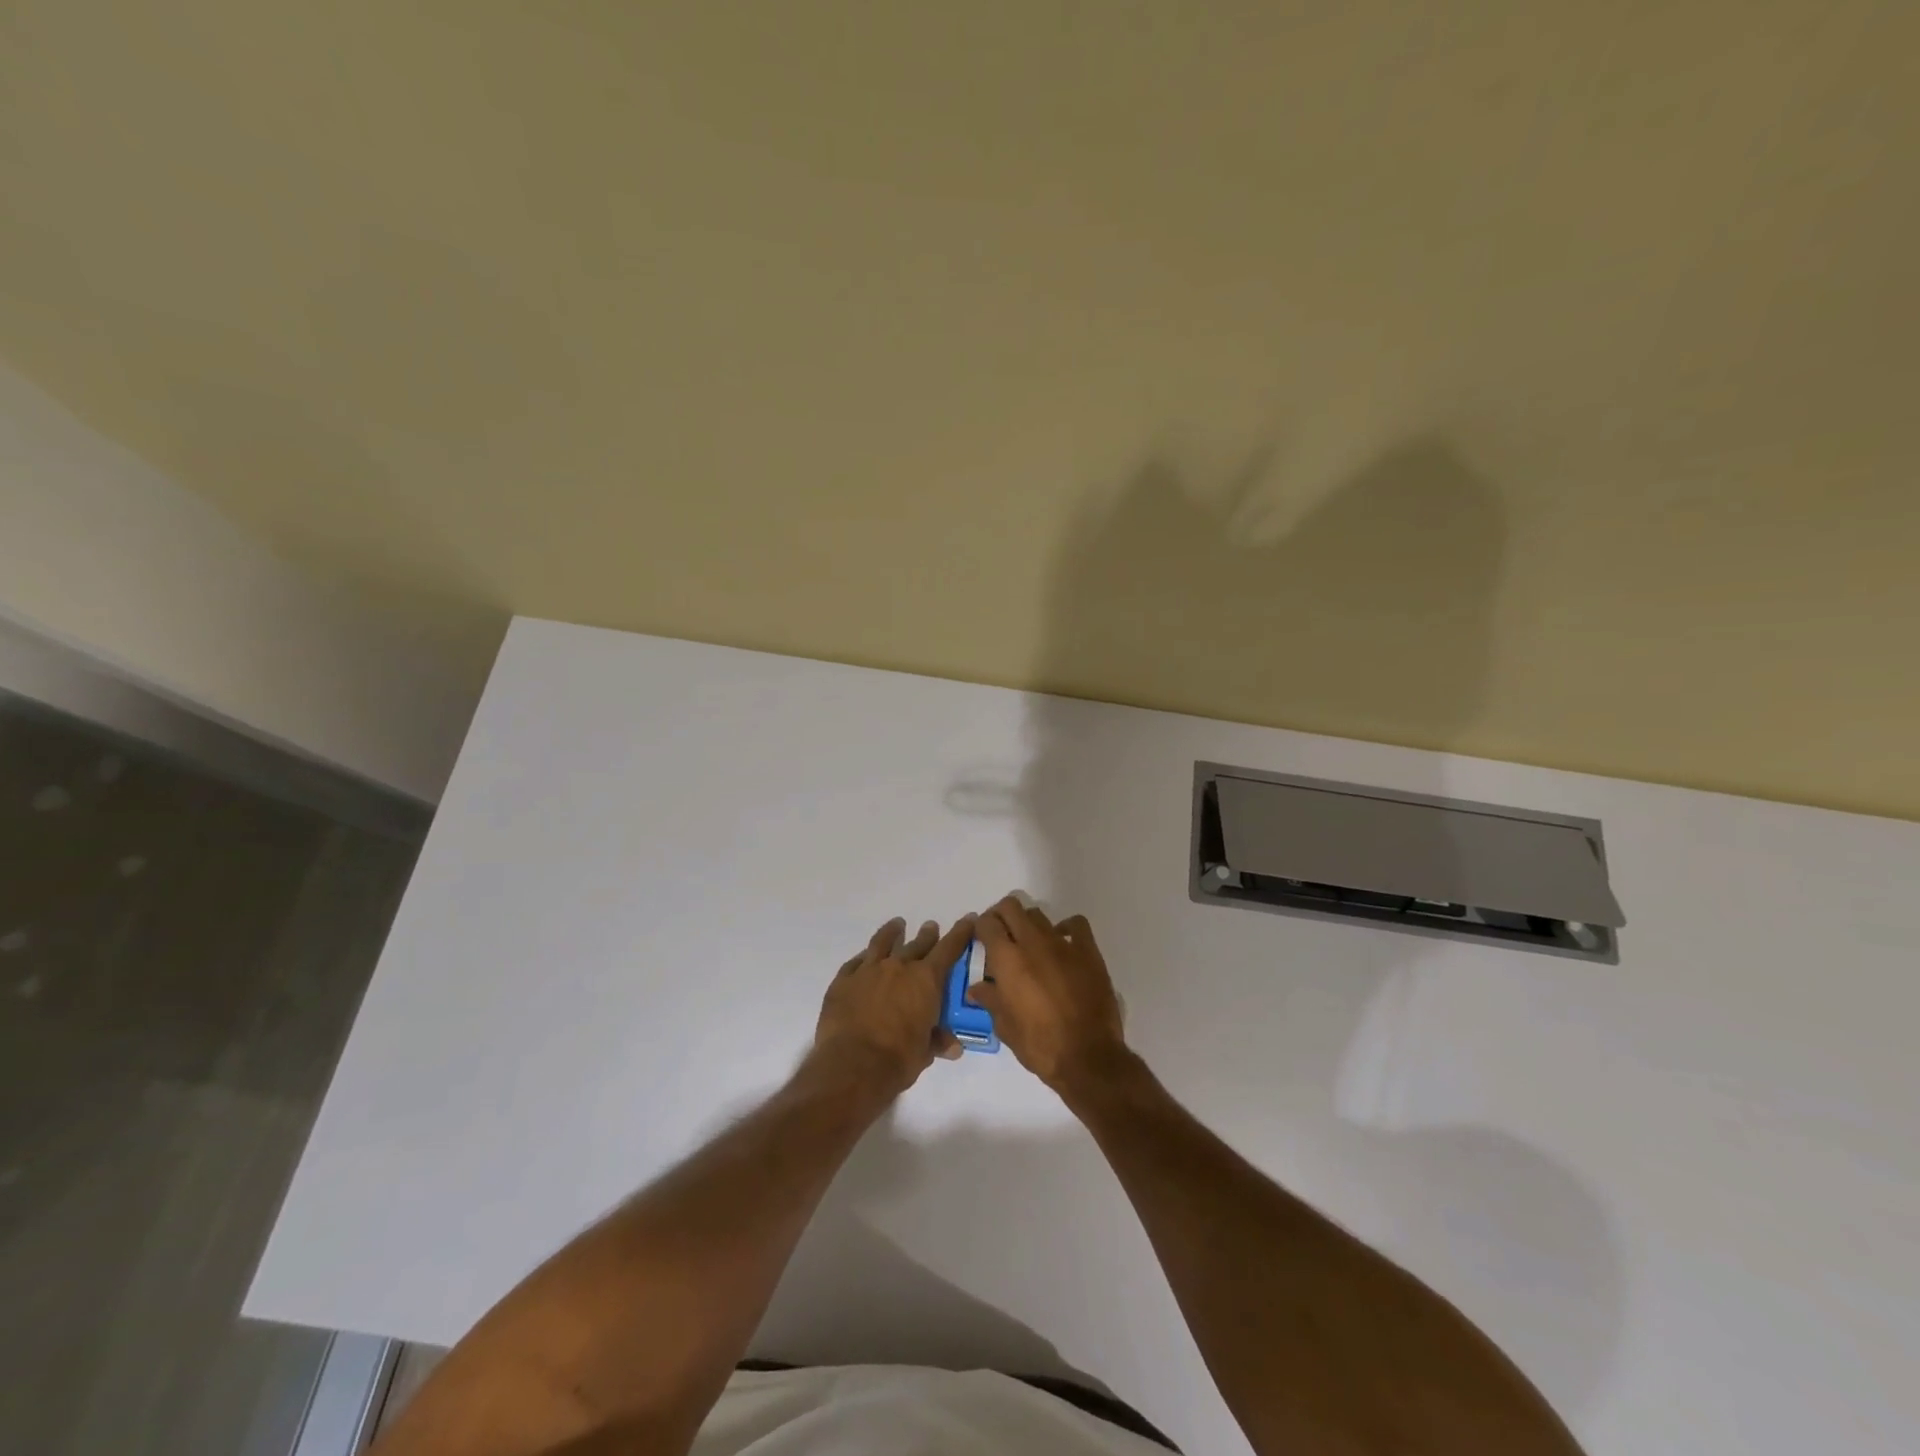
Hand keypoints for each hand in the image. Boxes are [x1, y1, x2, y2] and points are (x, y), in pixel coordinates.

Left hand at [813, 915, 975, 1099]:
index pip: (948, 949)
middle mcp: (898, 967)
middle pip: (917, 944)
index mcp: (925, 980)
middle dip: (927, 935)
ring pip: (882, 943)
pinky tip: (863, 958)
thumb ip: (938, 1041)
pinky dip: (862, 959)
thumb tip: (953, 1046)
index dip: (960, 933)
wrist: (853, 1065)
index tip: (968, 918)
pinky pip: (854, 963)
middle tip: (931, 927)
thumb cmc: (898, 1059)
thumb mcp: (925, 1052)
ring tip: (897, 925)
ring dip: (892, 932)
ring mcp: (868, 971)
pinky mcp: (843, 981)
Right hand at [969, 895, 1127, 1091]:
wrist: (1087, 1057)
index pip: (987, 923)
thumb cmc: (1039, 1045)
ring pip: (1039, 915)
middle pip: (1011, 907)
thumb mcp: (1006, 1027)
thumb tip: (977, 988)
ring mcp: (1063, 944)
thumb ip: (990, 1000)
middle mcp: (1032, 943)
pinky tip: (1062, 942)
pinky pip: (1076, 924)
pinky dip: (1066, 927)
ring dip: (1028, 924)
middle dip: (1001, 915)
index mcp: (1007, 960)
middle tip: (1001, 934)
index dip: (981, 927)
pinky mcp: (1088, 952)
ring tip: (1029, 943)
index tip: (981, 938)